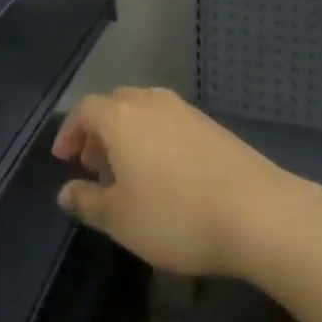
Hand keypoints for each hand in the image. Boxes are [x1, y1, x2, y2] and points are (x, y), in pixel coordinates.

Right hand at [52, 87, 302, 278]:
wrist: (257, 212)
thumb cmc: (176, 215)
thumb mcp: (121, 219)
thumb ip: (88, 202)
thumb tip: (65, 191)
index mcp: (120, 117)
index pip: (84, 110)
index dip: (70, 132)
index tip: (64, 159)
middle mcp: (149, 102)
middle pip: (113, 104)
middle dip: (98, 131)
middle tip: (94, 165)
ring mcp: (183, 110)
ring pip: (143, 110)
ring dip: (127, 134)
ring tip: (129, 172)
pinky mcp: (210, 125)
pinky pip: (168, 121)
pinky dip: (154, 138)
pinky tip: (165, 173)